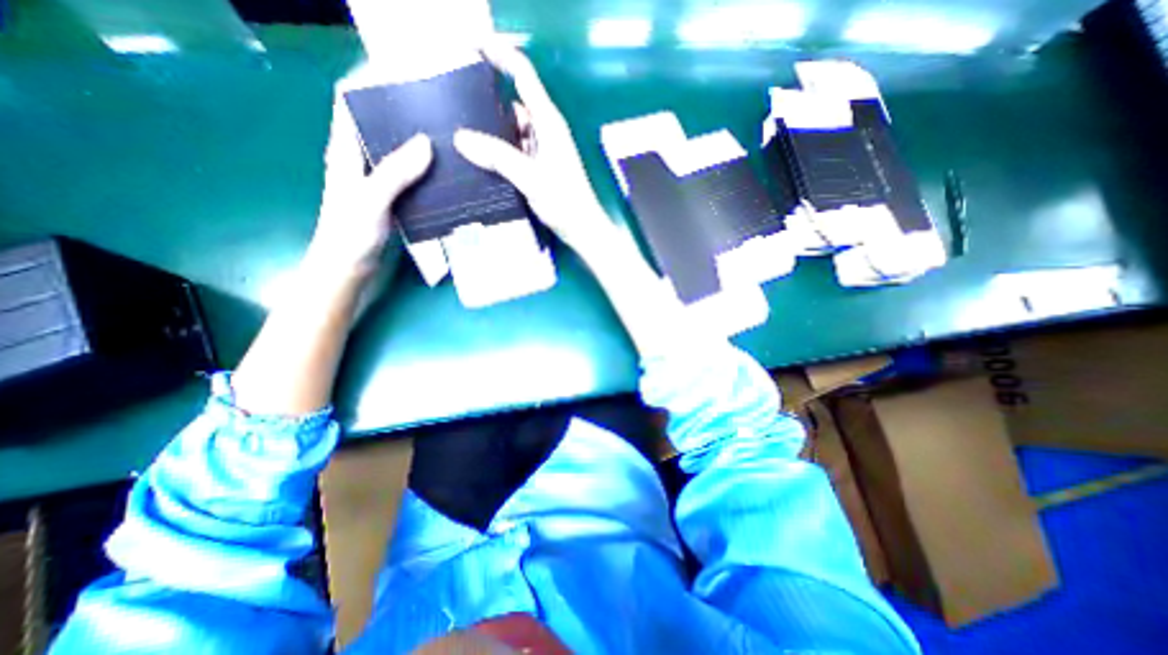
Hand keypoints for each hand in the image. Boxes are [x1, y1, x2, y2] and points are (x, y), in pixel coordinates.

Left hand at [308, 94, 435, 282]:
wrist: (351, 272)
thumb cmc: (351, 236)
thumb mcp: (369, 200)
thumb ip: (394, 172)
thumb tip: (427, 141)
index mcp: (346, 150)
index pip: (351, 101)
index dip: (371, 82)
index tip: (406, 77)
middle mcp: (364, 160)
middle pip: (382, 124)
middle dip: (407, 112)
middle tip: (443, 109)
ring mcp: (383, 182)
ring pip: (402, 152)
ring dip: (423, 143)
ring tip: (454, 138)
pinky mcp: (398, 200)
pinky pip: (415, 177)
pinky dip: (431, 171)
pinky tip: (452, 174)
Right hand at [452, 44, 613, 254]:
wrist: (582, 228)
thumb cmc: (564, 202)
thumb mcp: (531, 178)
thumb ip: (498, 157)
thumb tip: (461, 137)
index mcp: (549, 123)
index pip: (524, 75)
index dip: (500, 55)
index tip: (472, 47)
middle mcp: (546, 130)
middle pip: (515, 101)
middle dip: (488, 98)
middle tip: (456, 102)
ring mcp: (543, 149)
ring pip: (513, 128)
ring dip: (492, 128)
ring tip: (461, 130)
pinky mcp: (540, 165)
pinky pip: (516, 148)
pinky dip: (499, 148)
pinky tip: (481, 156)